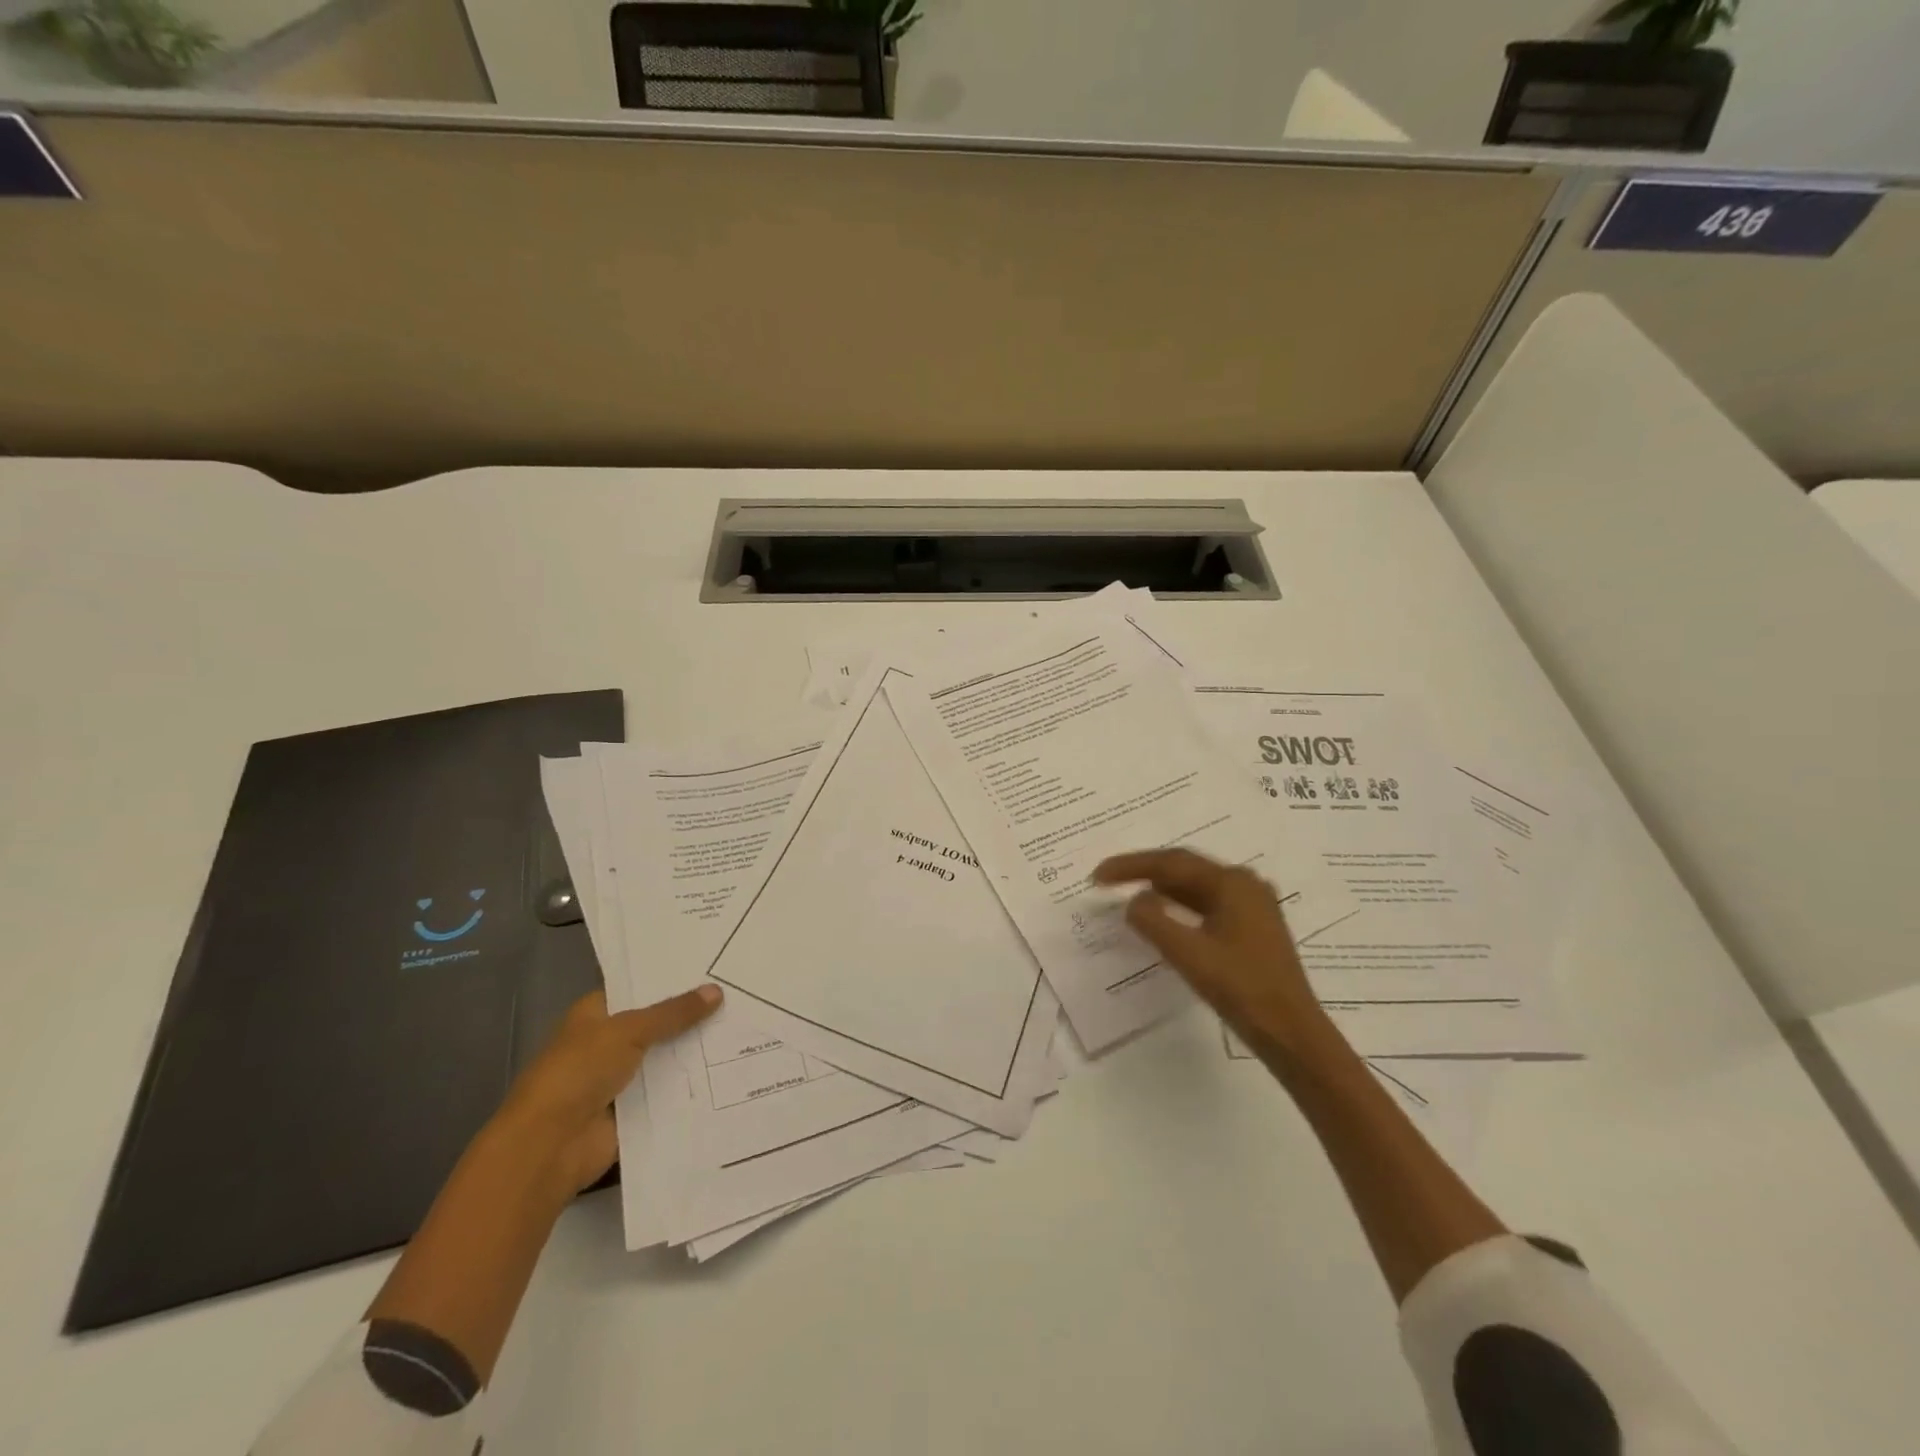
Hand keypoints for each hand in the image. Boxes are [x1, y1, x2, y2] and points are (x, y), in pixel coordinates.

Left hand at [491, 985, 721, 1196]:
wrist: (550, 1146)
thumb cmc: (578, 1072)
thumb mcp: (628, 1031)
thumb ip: (673, 1013)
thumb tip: (717, 991)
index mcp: (595, 1015)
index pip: (637, 989)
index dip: (671, 980)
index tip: (712, 967)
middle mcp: (607, 1044)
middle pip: (656, 1024)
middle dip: (691, 1015)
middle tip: (737, 994)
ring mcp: (620, 1079)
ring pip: (666, 1057)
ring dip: (695, 1050)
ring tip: (744, 1028)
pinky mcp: (634, 1111)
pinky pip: (669, 1091)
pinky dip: (693, 1085)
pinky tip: (731, 1069)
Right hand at [1093, 848, 1329, 1061]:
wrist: (1292, 1034)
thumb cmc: (1241, 989)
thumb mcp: (1188, 954)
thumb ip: (1153, 921)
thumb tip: (1134, 901)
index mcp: (1232, 883)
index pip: (1170, 863)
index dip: (1130, 866)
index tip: (1097, 876)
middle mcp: (1245, 885)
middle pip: (1184, 868)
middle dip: (1144, 871)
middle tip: (1107, 880)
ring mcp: (1253, 906)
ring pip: (1196, 886)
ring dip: (1161, 889)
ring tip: (1128, 893)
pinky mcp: (1253, 928)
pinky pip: (1207, 904)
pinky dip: (1179, 906)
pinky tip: (1163, 916)